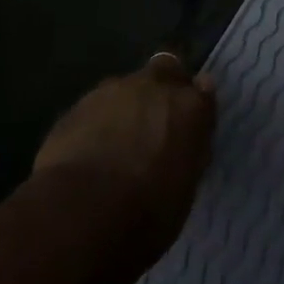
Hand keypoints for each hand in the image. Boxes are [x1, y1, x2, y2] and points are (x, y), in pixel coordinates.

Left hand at [32, 55, 216, 248]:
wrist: (81, 212)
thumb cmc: (146, 215)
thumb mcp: (183, 190)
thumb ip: (185, 153)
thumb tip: (182, 143)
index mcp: (190, 108)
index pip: (204, 91)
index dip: (194, 106)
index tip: (189, 125)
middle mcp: (155, 86)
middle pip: (167, 68)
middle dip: (163, 87)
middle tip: (156, 121)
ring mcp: (114, 89)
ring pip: (128, 87)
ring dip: (128, 106)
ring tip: (117, 143)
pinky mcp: (79, 102)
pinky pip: (97, 106)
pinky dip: (98, 121)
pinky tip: (90, 150)